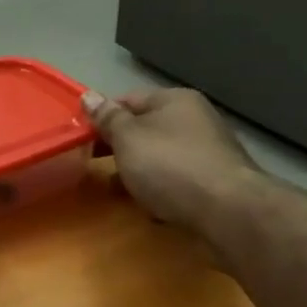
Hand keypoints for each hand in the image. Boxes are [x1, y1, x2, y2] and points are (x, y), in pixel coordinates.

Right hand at [82, 88, 260, 229]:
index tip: (80, 138)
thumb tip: (88, 95)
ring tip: (114, 189)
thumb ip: (107, 118)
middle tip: (91, 164)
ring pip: (159, 157)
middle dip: (118, 147)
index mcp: (174, 101)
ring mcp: (207, 151)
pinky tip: (148, 206)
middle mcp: (194, 119)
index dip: (102, 117)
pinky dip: (158, 189)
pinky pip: (175, 180)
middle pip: (145, 129)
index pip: (128, 100)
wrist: (226, 210)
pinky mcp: (213, 182)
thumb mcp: (128, 138)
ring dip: (136, 171)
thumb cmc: (169, 166)